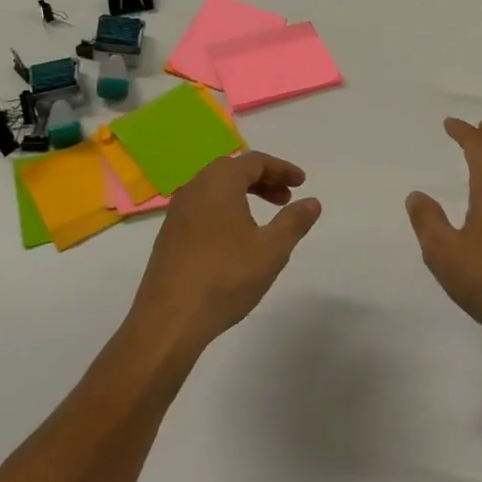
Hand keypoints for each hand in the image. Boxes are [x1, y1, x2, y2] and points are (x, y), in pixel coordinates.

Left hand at [131, 151, 321, 353]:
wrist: (169, 319)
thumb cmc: (226, 277)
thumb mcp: (271, 250)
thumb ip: (294, 222)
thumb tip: (312, 202)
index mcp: (219, 182)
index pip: (254, 161)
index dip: (281, 169)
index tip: (301, 183)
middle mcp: (195, 188)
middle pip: (232, 171)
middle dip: (263, 181)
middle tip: (285, 199)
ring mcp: (177, 212)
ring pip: (215, 190)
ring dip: (243, 196)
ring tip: (264, 221)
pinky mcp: (169, 235)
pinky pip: (202, 208)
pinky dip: (224, 211)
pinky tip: (235, 239)